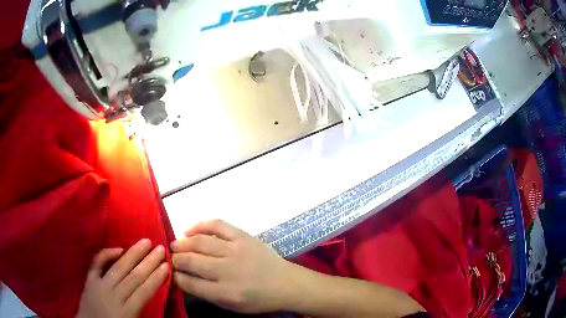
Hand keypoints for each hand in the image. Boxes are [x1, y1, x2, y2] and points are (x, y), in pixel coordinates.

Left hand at [76, 239, 168, 317]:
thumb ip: (142, 312)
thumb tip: (153, 296)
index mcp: (127, 312)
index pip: (144, 292)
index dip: (156, 278)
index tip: (167, 266)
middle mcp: (114, 296)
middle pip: (134, 277)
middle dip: (149, 262)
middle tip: (160, 248)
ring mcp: (100, 286)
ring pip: (119, 268)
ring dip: (133, 254)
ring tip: (145, 242)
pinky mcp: (89, 280)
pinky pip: (97, 263)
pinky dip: (106, 254)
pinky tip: (118, 248)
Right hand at [171, 220, 295, 313]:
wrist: (286, 283)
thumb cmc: (258, 299)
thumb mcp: (232, 306)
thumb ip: (207, 294)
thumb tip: (183, 279)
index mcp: (225, 293)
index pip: (190, 283)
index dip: (175, 277)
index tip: (170, 272)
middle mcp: (228, 271)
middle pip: (191, 261)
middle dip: (175, 259)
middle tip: (170, 258)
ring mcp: (236, 250)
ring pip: (200, 242)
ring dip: (182, 243)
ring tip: (175, 245)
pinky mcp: (243, 236)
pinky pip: (217, 225)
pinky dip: (200, 225)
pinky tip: (189, 230)